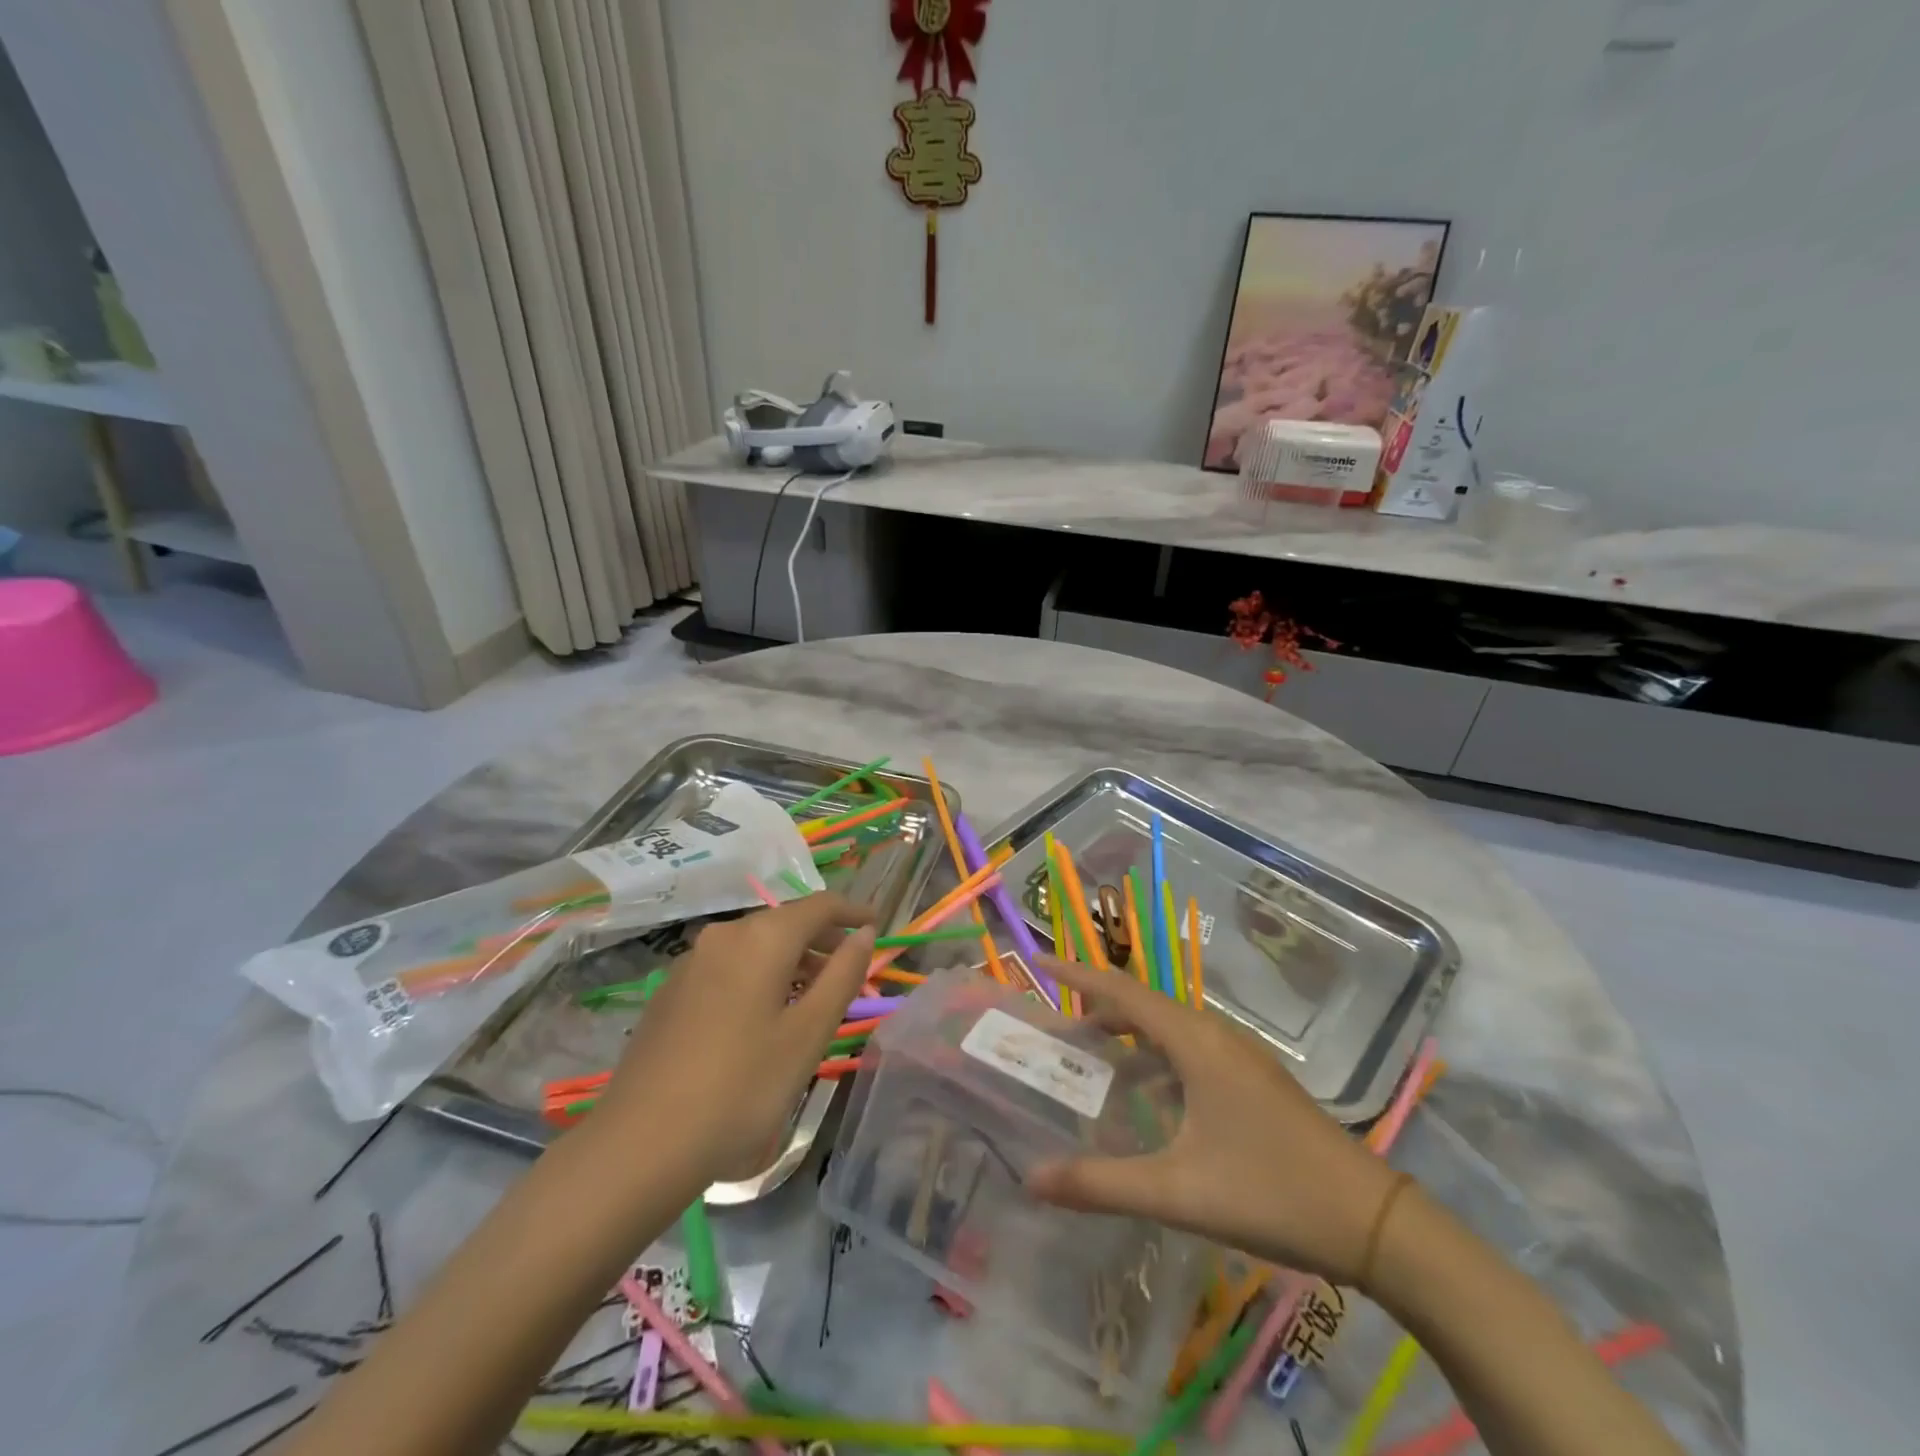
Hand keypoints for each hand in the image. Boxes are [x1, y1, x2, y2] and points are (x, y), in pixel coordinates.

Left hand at [592, 893, 875, 1184]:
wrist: (641, 1144)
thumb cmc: (742, 1087)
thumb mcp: (808, 1033)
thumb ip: (843, 975)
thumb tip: (864, 933)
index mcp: (762, 938)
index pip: (820, 905)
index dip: (853, 911)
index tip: (878, 924)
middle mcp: (725, 935)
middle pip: (785, 922)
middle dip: (822, 939)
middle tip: (850, 968)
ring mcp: (691, 961)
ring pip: (755, 945)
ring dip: (791, 960)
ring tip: (813, 996)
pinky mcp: (671, 991)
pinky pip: (729, 966)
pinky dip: (759, 975)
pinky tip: (764, 1015)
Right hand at [1027, 957, 1402, 1288]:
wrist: (1373, 1221)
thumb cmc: (1271, 1192)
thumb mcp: (1178, 1192)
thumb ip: (1101, 1184)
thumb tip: (1032, 1178)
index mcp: (1195, 1042)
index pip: (1121, 992)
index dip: (1077, 975)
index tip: (1038, 961)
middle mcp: (1215, 1035)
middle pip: (1143, 1006)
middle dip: (1096, 1011)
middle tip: (1056, 1031)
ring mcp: (1239, 1057)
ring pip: (1169, 1030)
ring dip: (1128, 1037)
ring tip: (1092, 1061)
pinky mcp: (1254, 1081)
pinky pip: (1190, 1052)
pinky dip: (1156, 1060)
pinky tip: (1149, 1100)